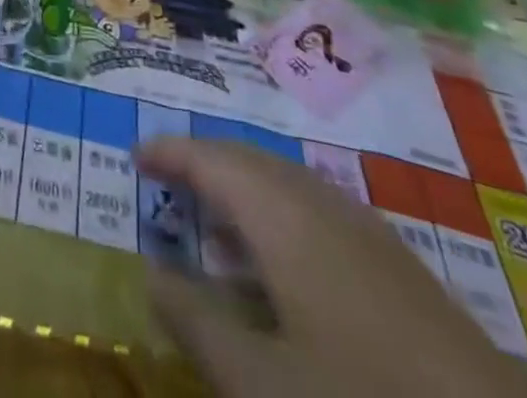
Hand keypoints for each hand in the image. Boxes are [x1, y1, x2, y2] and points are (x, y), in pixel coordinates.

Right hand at [135, 139, 526, 397]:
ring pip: (282, 182)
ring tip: (210, 220)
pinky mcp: (392, 260)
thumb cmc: (360, 397)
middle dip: (202, 163)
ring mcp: (362, 227)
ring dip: (240, 188)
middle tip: (165, 181)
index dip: (169, 153)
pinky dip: (276, 212)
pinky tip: (278, 260)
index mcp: (280, 214)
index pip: (210, 159)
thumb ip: (197, 324)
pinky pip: (313, 207)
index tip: (134, 156)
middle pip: (246, 160)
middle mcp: (318, 202)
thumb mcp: (262, 383)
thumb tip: (149, 275)